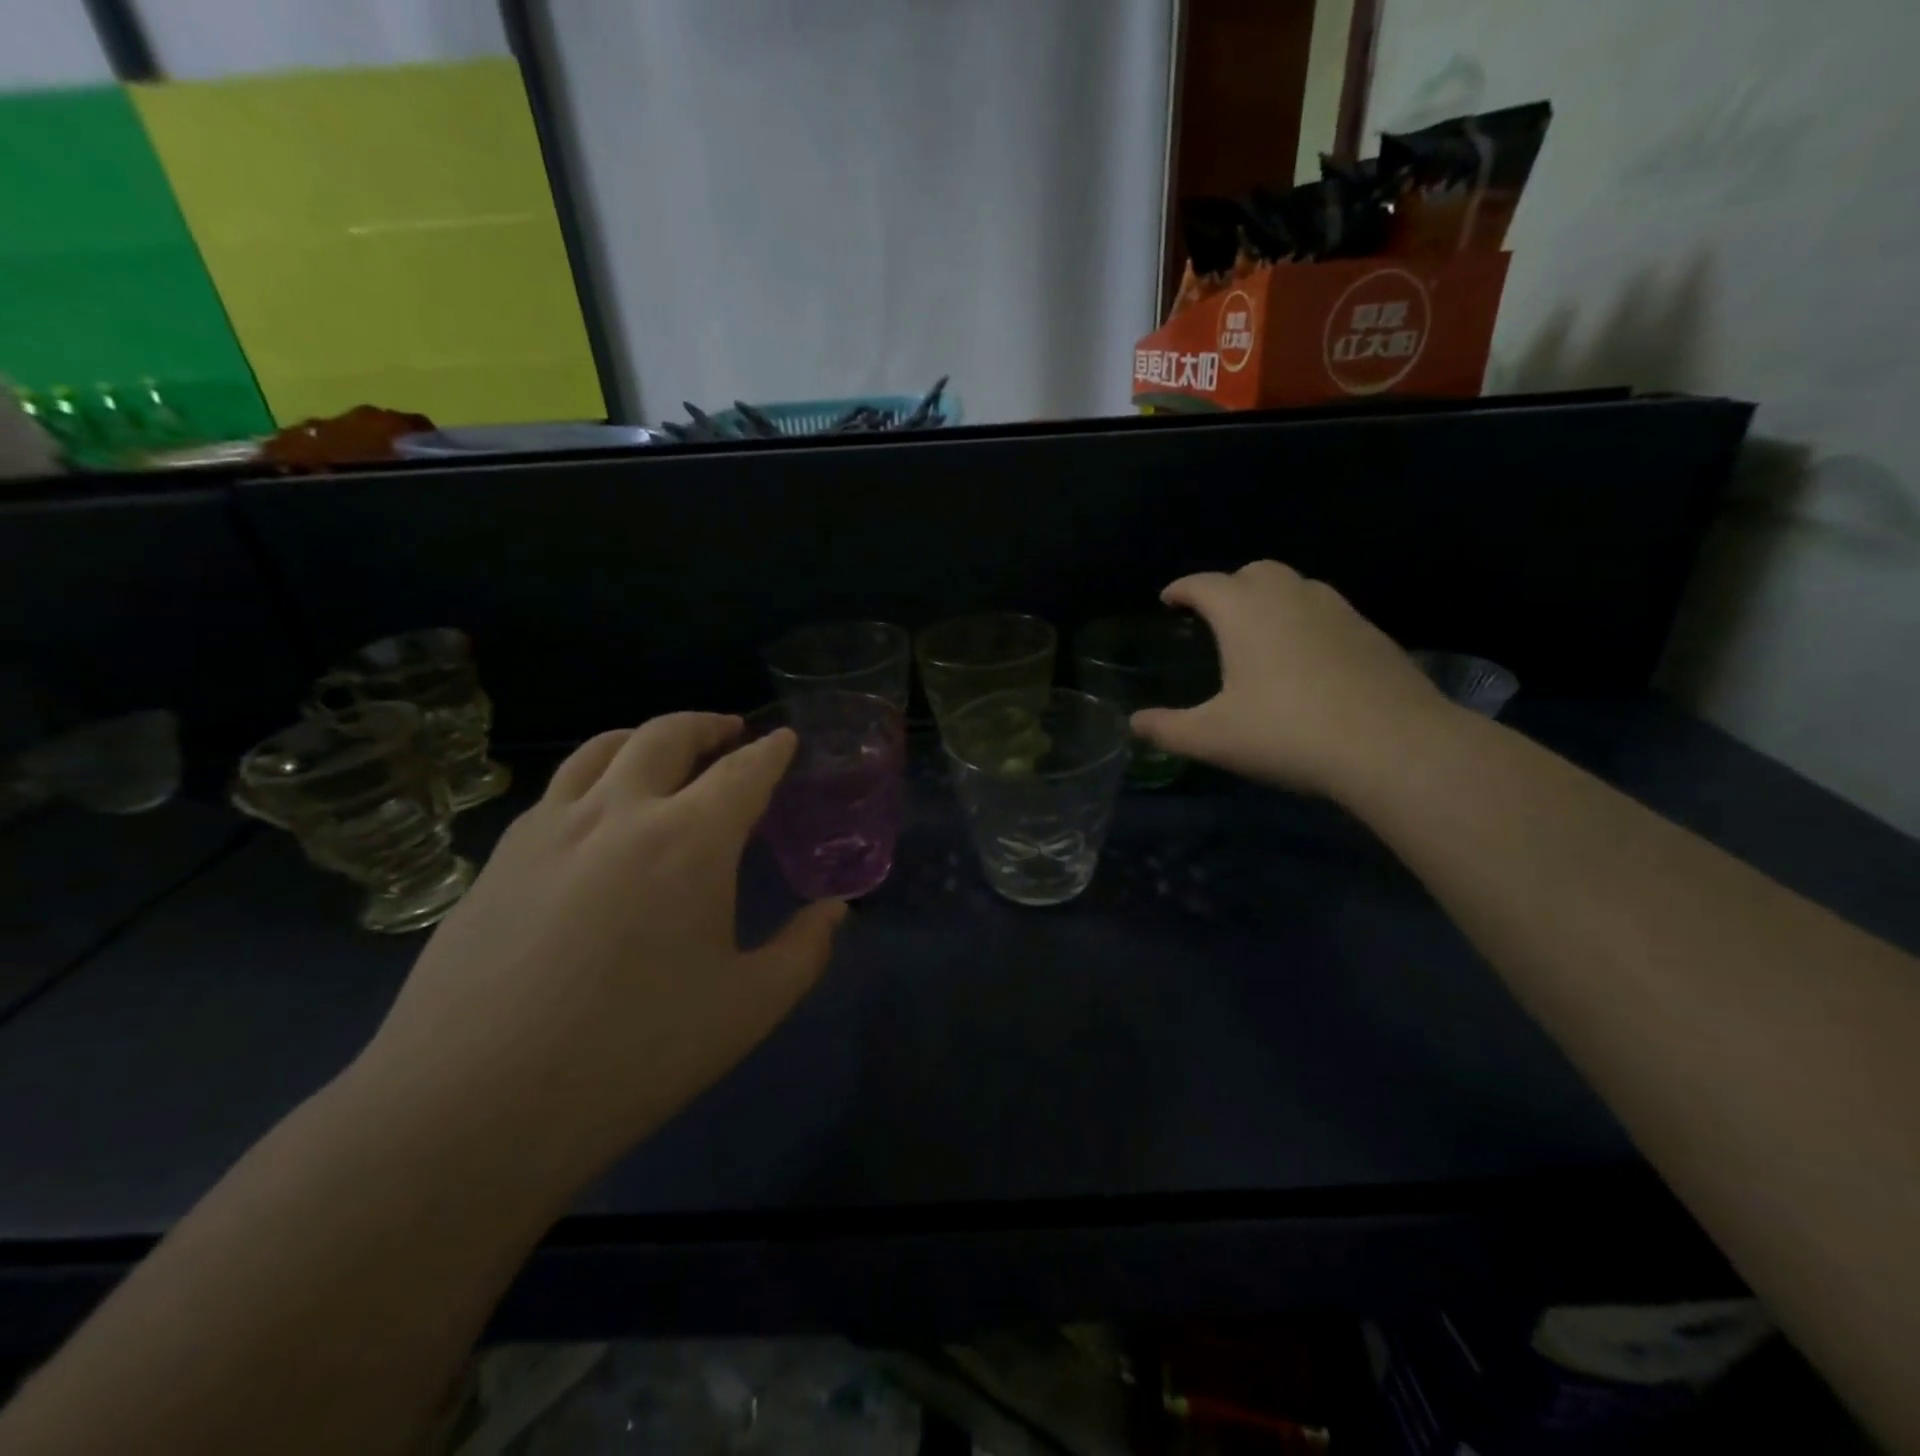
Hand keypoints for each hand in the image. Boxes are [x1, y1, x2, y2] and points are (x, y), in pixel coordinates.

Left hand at [355, 714, 844, 1184]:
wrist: (471, 1107)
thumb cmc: (633, 1053)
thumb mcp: (748, 1008)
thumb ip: (804, 950)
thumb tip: (835, 910)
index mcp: (690, 840)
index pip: (743, 771)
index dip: (771, 752)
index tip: (785, 740)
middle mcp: (619, 812)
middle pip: (667, 736)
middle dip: (708, 725)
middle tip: (731, 732)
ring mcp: (549, 829)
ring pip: (601, 749)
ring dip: (645, 737)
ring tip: (664, 750)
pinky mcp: (498, 859)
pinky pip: (557, 790)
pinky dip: (594, 776)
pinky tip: (597, 813)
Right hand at [1131, 560, 1450, 796]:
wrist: (1392, 745)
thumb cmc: (1287, 733)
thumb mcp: (1213, 738)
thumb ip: (1166, 728)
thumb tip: (1133, 724)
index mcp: (1245, 612)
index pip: (1203, 584)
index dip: (1181, 589)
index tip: (1168, 600)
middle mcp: (1291, 596)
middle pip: (1253, 572)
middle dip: (1228, 587)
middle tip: (1215, 616)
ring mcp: (1338, 610)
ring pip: (1296, 586)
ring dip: (1271, 599)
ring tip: (1260, 634)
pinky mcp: (1371, 633)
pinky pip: (1327, 612)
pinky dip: (1306, 621)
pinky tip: (1307, 659)